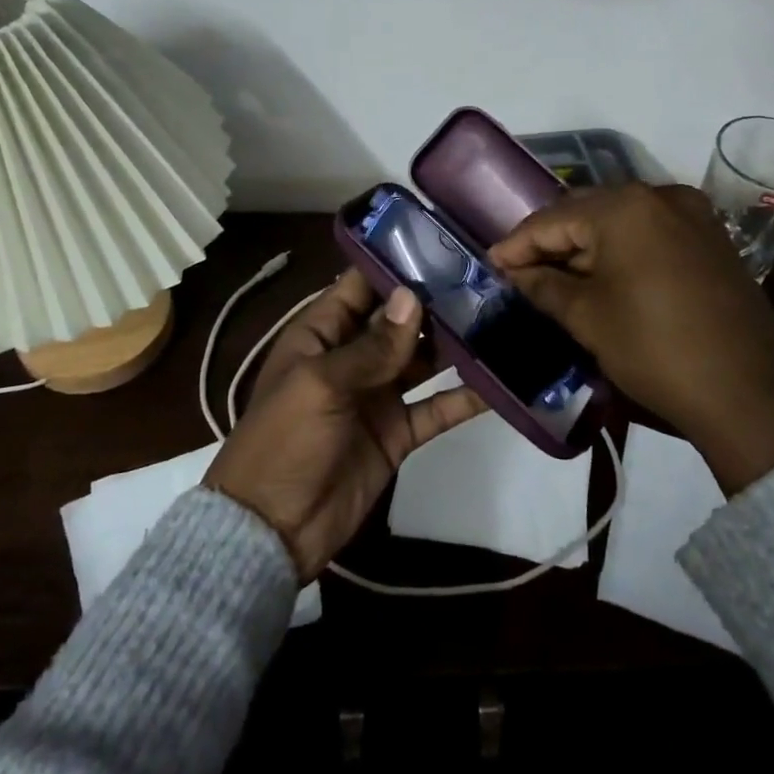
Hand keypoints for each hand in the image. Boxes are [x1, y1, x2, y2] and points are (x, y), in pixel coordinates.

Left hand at [204, 270, 486, 580]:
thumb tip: (412, 297)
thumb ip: (371, 346)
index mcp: (320, 335)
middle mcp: (352, 357)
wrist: (273, 529)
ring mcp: (377, 395)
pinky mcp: (398, 432)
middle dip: (434, 302)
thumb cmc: (285, 441)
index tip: (439, 244)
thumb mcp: (321, 384)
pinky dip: (465, 397)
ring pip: (422, 359)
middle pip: (398, 321)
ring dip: (454, 344)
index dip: (393, 265)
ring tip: (498, 319)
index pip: (359, 287)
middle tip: (486, 280)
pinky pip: (436, 408)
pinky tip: (500, 382)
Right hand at [490, 184, 773, 493]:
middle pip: (587, 212)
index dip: (517, 244)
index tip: (490, 264)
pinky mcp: (712, 238)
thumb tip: (514, 271)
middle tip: (519, 271)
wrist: (747, 393)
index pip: (553, 219)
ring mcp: (693, 215)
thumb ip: (543, 285)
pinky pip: (651, 232)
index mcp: (625, 207)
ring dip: (585, 245)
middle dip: (551, 241)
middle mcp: (661, 196)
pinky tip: (602, 274)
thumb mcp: (588, 317)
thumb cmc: (655, 349)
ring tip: (554, 275)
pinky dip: (621, 249)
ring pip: (620, 221)